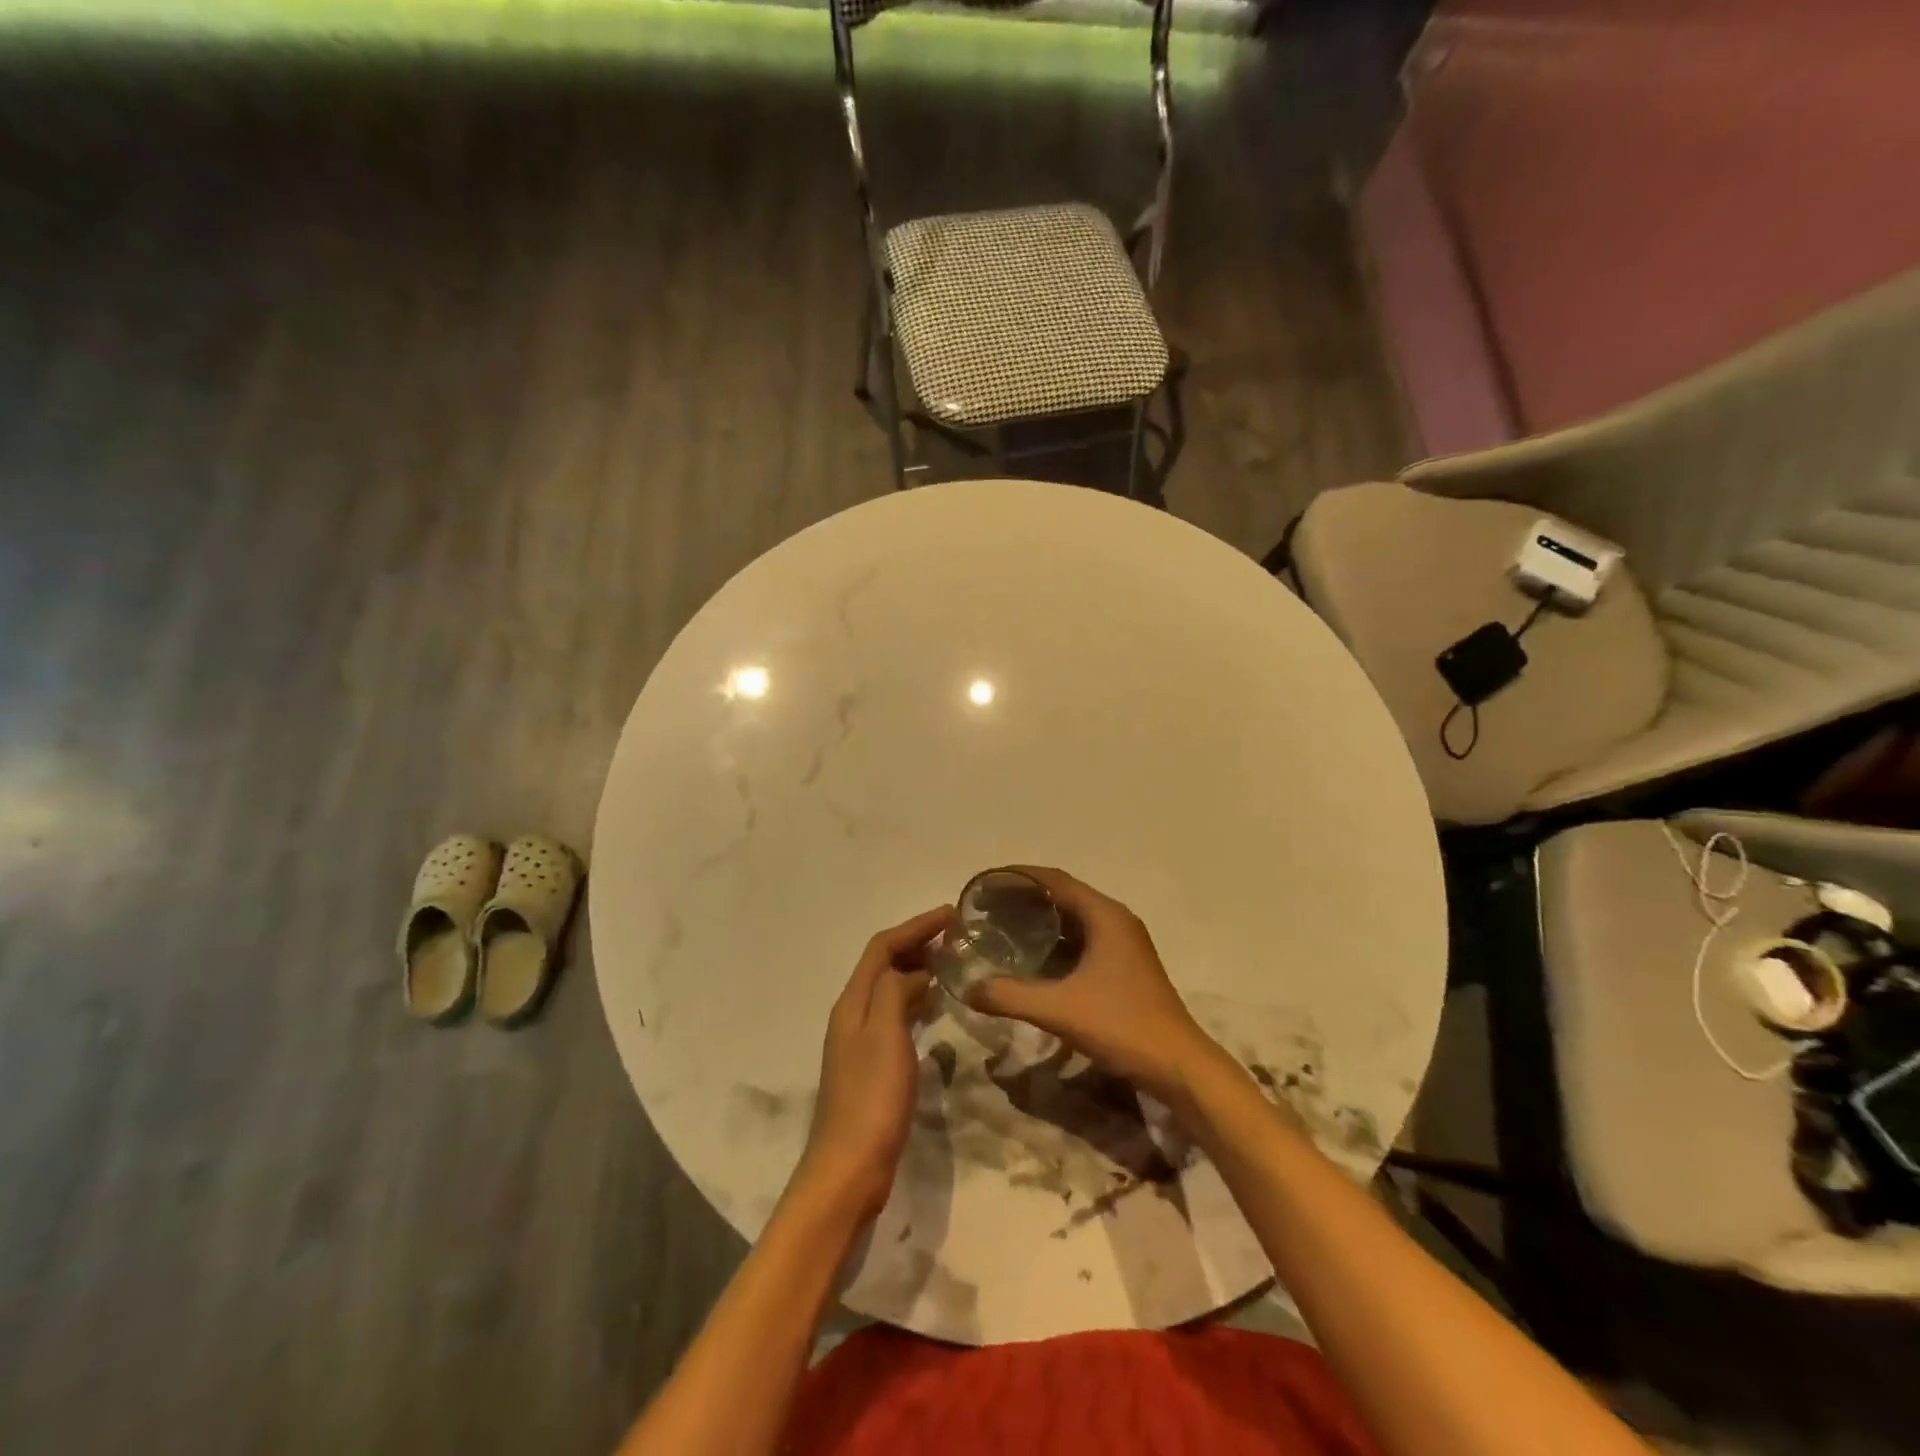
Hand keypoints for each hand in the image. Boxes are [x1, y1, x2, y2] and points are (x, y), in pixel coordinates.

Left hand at [792, 905, 948, 1223]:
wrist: (850, 1167)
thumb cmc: (871, 1096)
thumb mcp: (885, 1033)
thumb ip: (895, 991)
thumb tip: (913, 972)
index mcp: (852, 1002)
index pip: (882, 947)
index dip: (915, 926)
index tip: (951, 914)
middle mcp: (852, 1014)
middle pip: (882, 964)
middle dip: (916, 942)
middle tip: (955, 934)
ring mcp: (860, 1041)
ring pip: (889, 989)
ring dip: (916, 968)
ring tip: (950, 961)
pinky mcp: (872, 1065)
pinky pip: (895, 1014)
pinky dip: (915, 999)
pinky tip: (934, 1006)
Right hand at [965, 868, 1222, 1102]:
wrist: (1178, 1066)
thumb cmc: (1122, 1025)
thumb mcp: (1060, 1009)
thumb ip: (1011, 995)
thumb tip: (968, 989)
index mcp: (1105, 915)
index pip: (1054, 880)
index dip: (1018, 877)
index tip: (986, 884)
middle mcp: (1115, 920)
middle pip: (1064, 895)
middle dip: (1025, 898)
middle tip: (987, 908)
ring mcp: (1123, 944)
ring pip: (1074, 919)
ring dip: (1041, 920)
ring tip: (1003, 927)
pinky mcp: (1125, 966)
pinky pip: (1082, 940)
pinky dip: (1056, 941)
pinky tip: (1033, 959)